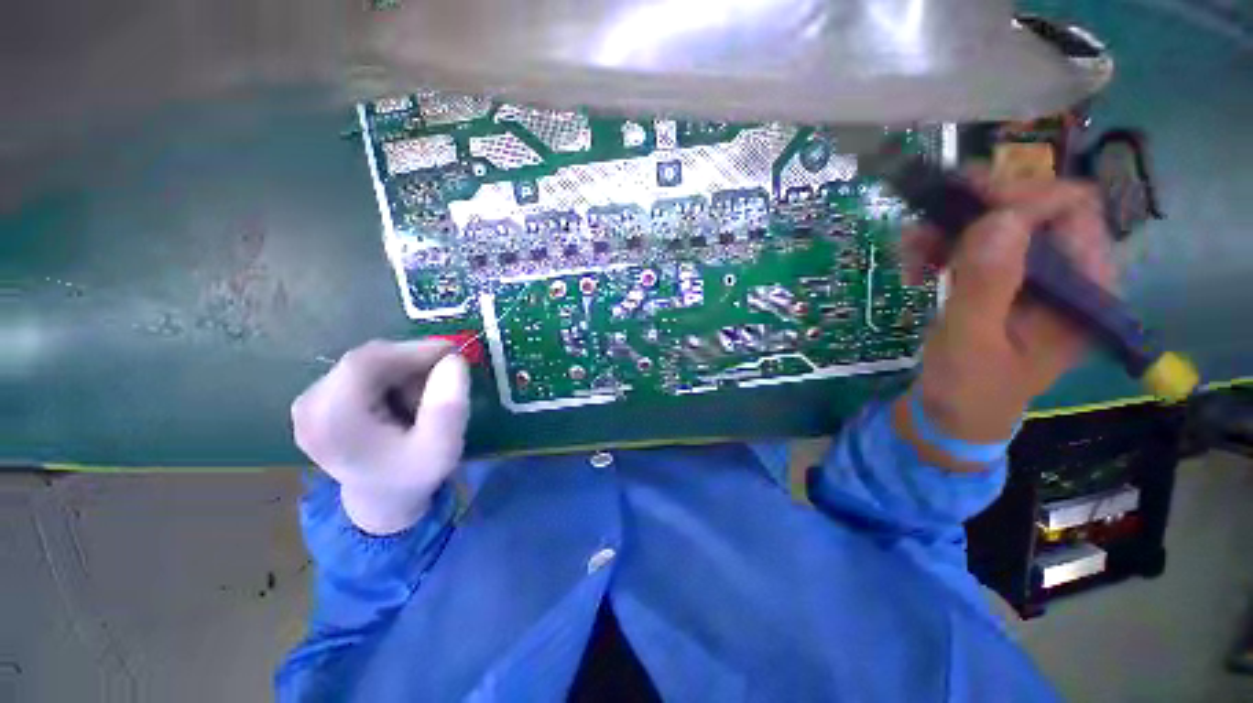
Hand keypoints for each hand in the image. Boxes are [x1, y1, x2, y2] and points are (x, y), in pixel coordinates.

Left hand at [291, 339, 470, 533]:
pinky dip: (392, 376)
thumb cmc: (413, 475)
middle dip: (412, 363)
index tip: (453, 352)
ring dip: (404, 371)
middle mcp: (310, 406)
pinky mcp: (318, 400)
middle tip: (445, 379)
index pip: (366, 363)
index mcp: (332, 421)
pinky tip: (405, 398)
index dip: (412, 350)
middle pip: (366, 361)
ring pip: (367, 363)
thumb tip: (454, 360)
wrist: (382, 500)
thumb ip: (449, 407)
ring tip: (425, 398)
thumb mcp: (442, 448)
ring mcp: (309, 402)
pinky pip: (361, 371)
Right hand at [896, 177, 1115, 467]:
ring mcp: (1028, 275)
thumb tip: (999, 219)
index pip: (1071, 210)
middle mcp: (1063, 272)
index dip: (1019, 199)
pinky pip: (971, 244)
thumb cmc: (969, 390)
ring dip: (946, 229)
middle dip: (973, 210)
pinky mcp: (997, 281)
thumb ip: (987, 285)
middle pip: (1030, 208)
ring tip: (909, 254)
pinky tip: (914, 268)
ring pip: (994, 223)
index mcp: (1081, 288)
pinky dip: (937, 247)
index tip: (959, 209)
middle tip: (922, 226)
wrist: (952, 416)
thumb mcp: (972, 343)